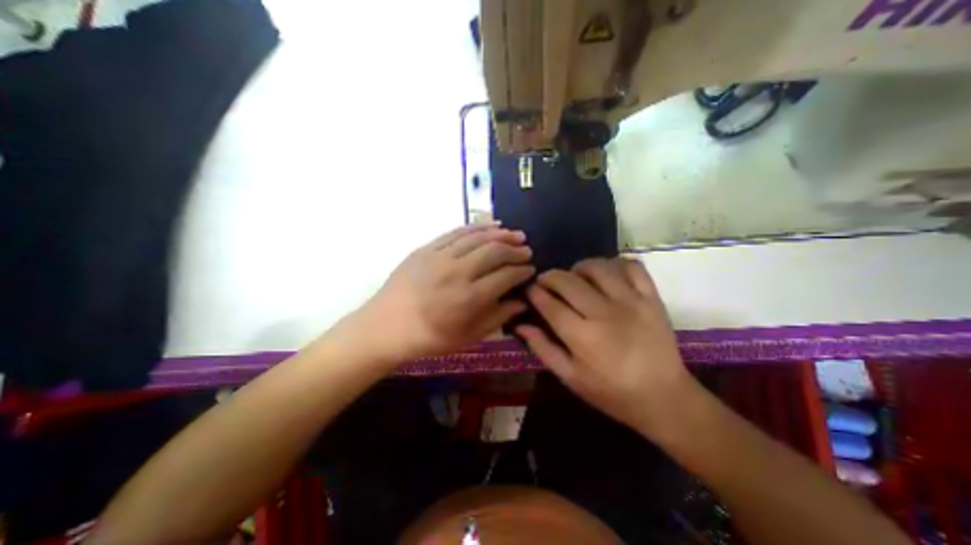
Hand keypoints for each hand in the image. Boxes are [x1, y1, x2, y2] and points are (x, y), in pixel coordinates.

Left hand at [345, 224, 533, 363]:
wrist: (384, 328)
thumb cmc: (427, 339)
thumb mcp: (466, 338)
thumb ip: (497, 318)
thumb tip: (521, 302)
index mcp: (467, 299)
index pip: (505, 277)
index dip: (522, 271)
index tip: (531, 270)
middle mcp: (456, 272)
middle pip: (494, 252)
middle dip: (516, 250)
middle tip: (527, 251)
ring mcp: (439, 257)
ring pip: (478, 237)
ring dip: (501, 234)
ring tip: (516, 234)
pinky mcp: (426, 248)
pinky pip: (456, 232)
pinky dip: (477, 227)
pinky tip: (491, 226)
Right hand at [519, 257, 693, 436]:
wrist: (665, 398)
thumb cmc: (611, 392)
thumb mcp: (570, 377)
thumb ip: (543, 348)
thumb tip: (520, 325)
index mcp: (582, 336)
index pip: (549, 304)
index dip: (534, 292)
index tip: (529, 289)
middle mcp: (604, 313)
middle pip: (568, 281)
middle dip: (549, 276)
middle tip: (545, 282)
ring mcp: (631, 302)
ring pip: (597, 267)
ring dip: (578, 267)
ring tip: (574, 276)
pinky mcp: (651, 298)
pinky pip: (632, 266)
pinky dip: (615, 263)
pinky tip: (607, 274)